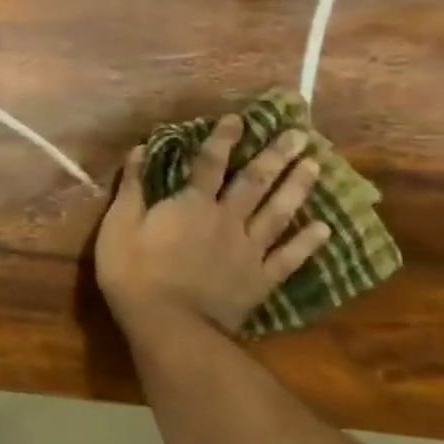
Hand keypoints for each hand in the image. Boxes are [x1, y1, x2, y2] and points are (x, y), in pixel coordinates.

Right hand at [95, 116, 331, 334]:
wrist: (168, 324)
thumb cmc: (134, 272)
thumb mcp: (119, 225)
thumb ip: (132, 187)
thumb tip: (141, 149)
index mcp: (191, 204)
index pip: (209, 163)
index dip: (222, 139)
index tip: (238, 119)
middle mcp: (227, 219)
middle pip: (254, 182)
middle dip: (275, 156)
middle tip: (300, 135)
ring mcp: (248, 250)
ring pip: (278, 212)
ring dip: (297, 188)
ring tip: (316, 166)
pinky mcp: (260, 279)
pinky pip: (289, 257)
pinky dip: (307, 242)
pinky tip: (325, 228)